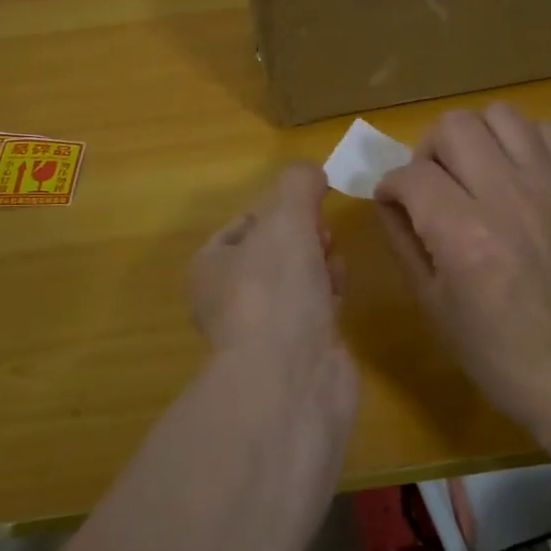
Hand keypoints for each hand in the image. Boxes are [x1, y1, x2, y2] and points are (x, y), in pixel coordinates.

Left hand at [191, 164, 351, 386]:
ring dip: (317, 264)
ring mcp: (264, 331)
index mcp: (210, 268)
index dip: (275, 210)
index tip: (305, 206)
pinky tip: (340, 291)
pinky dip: (328, 295)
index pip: (243, 225)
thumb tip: (311, 172)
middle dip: (301, 237)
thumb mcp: (284, 218)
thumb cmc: (275, 289)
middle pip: (272, 253)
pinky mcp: (297, 353)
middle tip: (322, 234)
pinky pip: (314, 311)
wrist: (292, 378)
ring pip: (295, 281)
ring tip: (333, 258)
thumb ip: (298, 185)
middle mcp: (230, 300)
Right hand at [374, 103, 550, 436]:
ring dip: (474, 138)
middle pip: (454, 127)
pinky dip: (520, 142)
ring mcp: (550, 187)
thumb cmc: (496, 351)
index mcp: (464, 235)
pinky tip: (514, 174)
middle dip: (428, 152)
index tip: (393, 202)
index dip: (391, 186)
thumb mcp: (432, 303)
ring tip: (473, 172)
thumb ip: (404, 240)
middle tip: (432, 185)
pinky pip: (545, 132)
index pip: (411, 176)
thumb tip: (389, 199)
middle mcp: (508, 197)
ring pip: (500, 116)